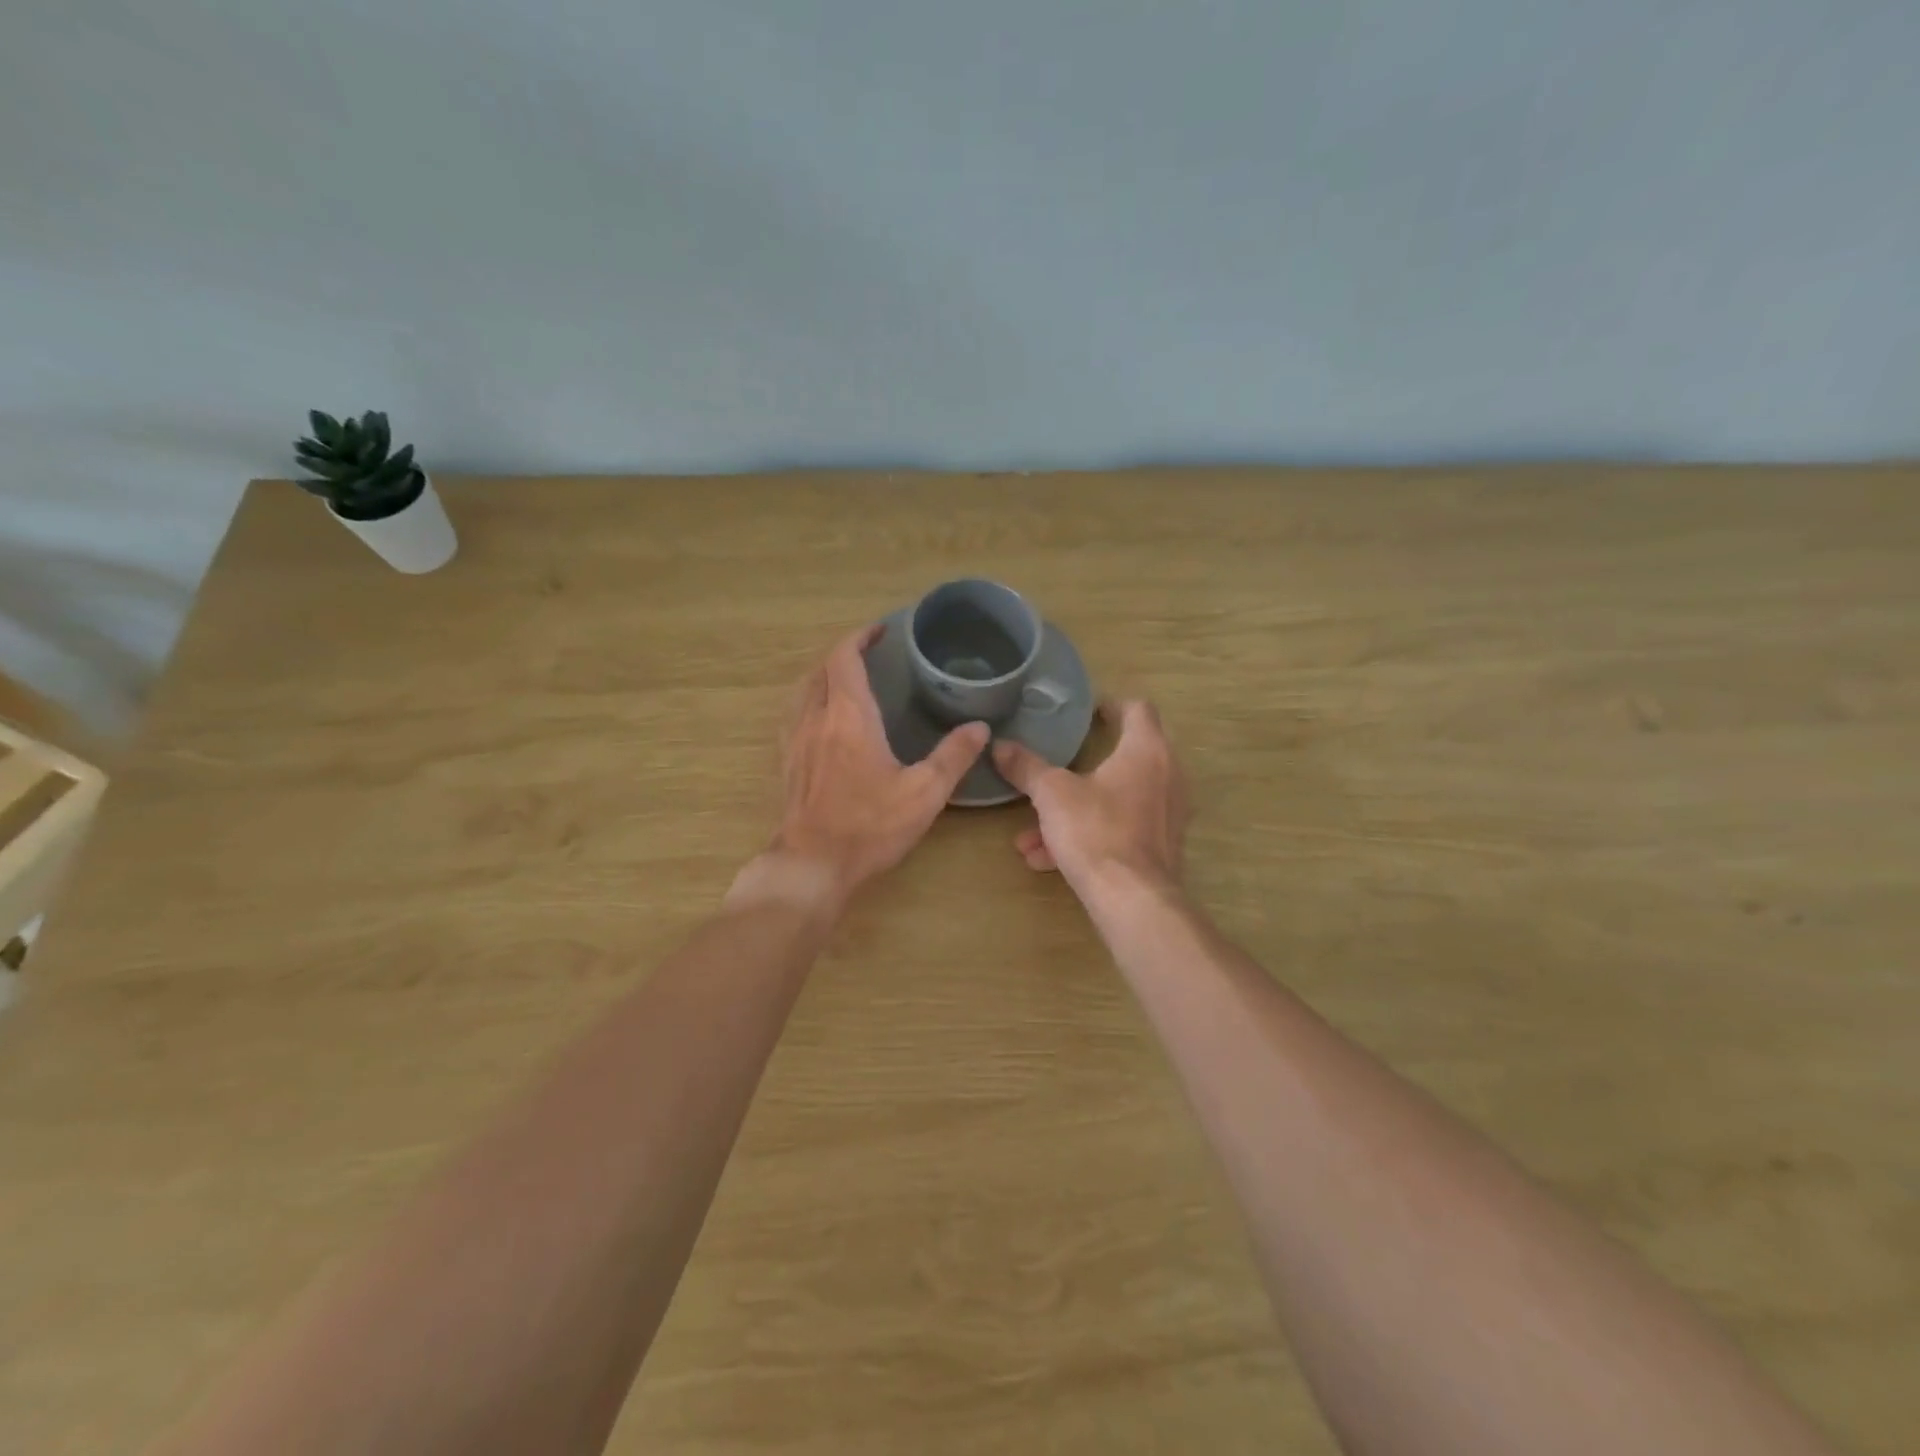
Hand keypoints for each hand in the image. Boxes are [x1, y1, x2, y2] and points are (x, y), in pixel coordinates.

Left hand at [749, 624, 987, 907]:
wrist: (813, 864)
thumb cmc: (870, 825)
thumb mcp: (925, 792)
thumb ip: (954, 756)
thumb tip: (979, 728)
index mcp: (849, 716)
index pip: (845, 657)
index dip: (860, 637)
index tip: (881, 630)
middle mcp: (817, 719)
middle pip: (822, 669)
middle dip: (844, 653)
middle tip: (871, 654)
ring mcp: (796, 741)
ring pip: (804, 691)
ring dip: (825, 676)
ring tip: (849, 681)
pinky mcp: (789, 764)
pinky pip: (797, 716)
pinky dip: (813, 702)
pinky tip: (827, 722)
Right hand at [992, 699, 1188, 904]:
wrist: (1133, 901)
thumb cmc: (1096, 832)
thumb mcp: (1052, 795)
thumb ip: (1026, 767)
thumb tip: (999, 745)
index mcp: (1146, 750)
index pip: (1138, 710)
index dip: (1112, 705)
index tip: (1087, 712)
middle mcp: (1166, 776)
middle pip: (1126, 756)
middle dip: (1083, 765)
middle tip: (1057, 764)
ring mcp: (1166, 814)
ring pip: (1114, 801)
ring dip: (1074, 810)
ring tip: (1031, 832)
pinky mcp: (1160, 847)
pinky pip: (1119, 830)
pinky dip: (1087, 836)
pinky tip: (1046, 859)